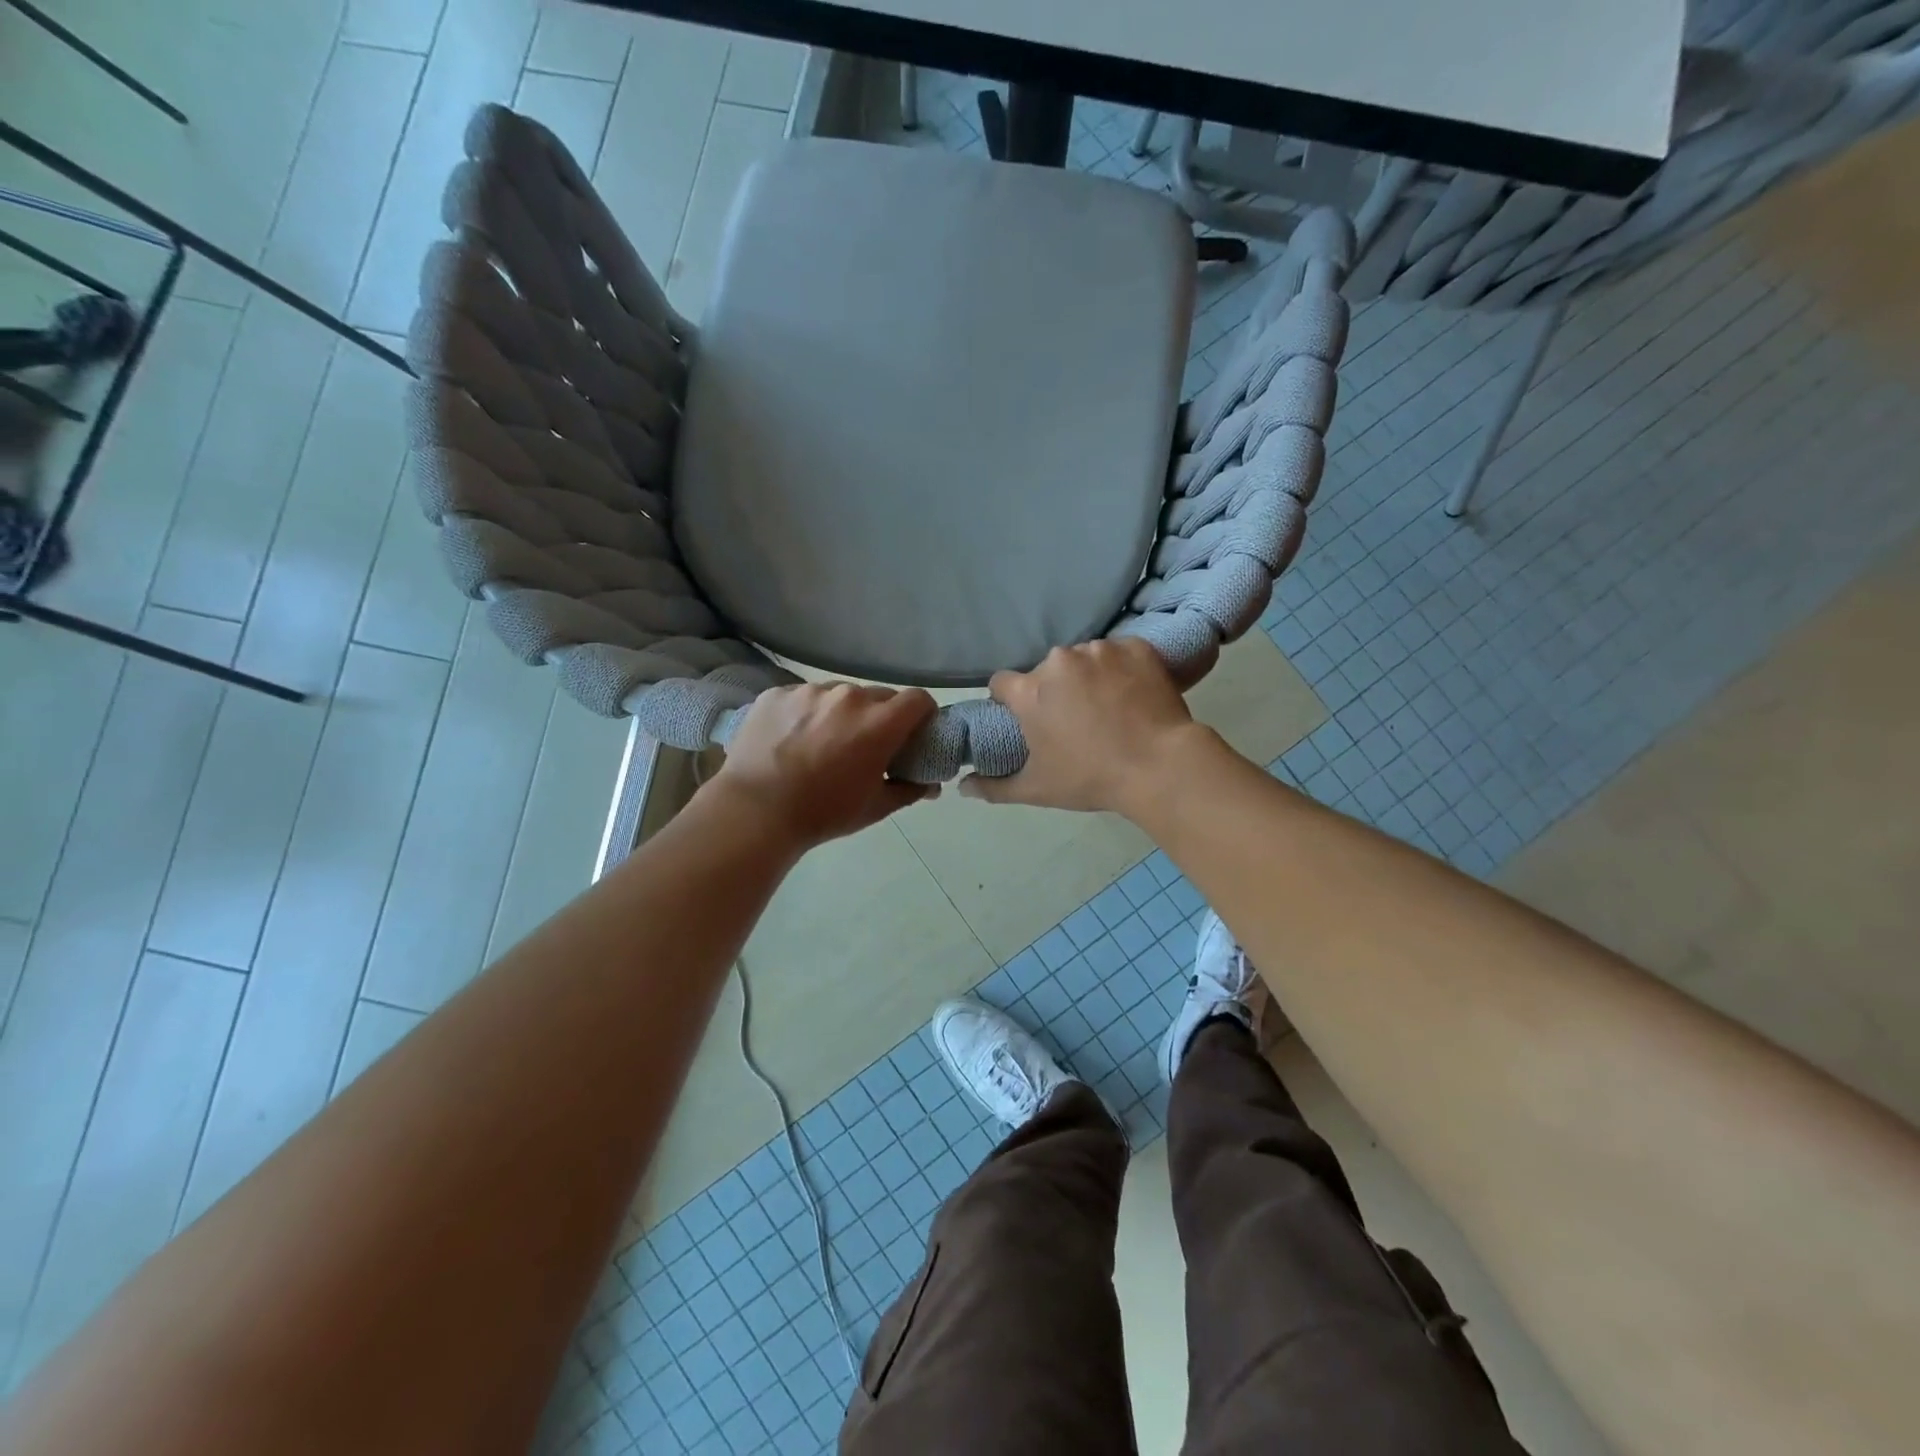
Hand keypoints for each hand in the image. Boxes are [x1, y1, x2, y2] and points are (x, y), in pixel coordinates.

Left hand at [708, 683, 938, 847]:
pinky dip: (805, 713)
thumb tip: (930, 785)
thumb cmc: (823, 813)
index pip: (917, 699)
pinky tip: (790, 739)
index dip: (922, 714)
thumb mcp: (874, 807)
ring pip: (838, 694)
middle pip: (878, 696)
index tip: (914, 732)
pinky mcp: (777, 693)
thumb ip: (909, 790)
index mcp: (879, 723)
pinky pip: (803, 697)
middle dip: (880, 717)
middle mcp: (848, 696)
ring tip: (821, 742)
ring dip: (840, 713)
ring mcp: (809, 691)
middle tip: (865, 744)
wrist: (755, 810)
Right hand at [958, 639, 1208, 814]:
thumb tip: (962, 788)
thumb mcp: (1037, 789)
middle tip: (1076, 720)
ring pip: (1083, 659)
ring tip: (1109, 707)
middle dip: (1054, 691)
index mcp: (1030, 691)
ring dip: (1088, 677)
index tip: (1026, 719)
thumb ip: (993, 787)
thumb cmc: (1091, 778)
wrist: (1160, 766)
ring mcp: (1100, 650)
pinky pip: (1120, 653)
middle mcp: (1059, 661)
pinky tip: (1133, 694)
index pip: (1002, 683)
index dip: (1009, 701)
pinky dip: (1122, 669)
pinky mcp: (1136, 647)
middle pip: (1045, 672)